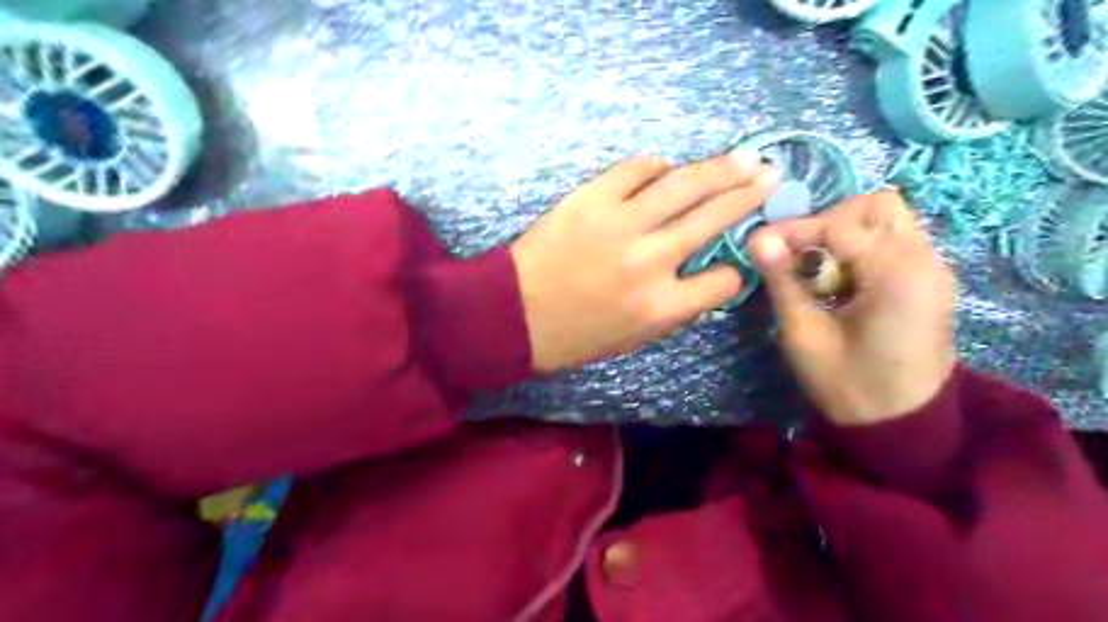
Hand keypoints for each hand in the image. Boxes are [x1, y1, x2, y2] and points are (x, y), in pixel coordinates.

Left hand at [511, 153, 777, 374]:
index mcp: (662, 306)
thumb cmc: (573, 337)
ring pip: (684, 184)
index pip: (722, 281)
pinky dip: (657, 166)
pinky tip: (668, 167)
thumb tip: (704, 273)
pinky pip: (635, 169)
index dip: (734, 270)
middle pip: (713, 218)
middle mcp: (651, 260)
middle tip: (771, 175)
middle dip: (748, 195)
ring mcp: (621, 223)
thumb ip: (675, 307)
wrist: (513, 315)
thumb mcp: (634, 339)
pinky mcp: (591, 198)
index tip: (733, 261)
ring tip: (745, 158)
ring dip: (720, 168)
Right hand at [748, 189, 957, 426]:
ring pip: (886, 221)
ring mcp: (932, 270)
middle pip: (877, 206)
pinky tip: (839, 284)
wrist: (901, 428)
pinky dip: (860, 250)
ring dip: (845, 235)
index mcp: (897, 274)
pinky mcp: (927, 282)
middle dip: (828, 222)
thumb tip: (756, 239)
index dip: (793, 230)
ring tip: (817, 272)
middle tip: (798, 255)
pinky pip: (892, 243)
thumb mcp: (804, 335)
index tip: (759, 245)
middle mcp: (926, 261)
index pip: (839, 224)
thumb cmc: (848, 386)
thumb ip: (783, 281)